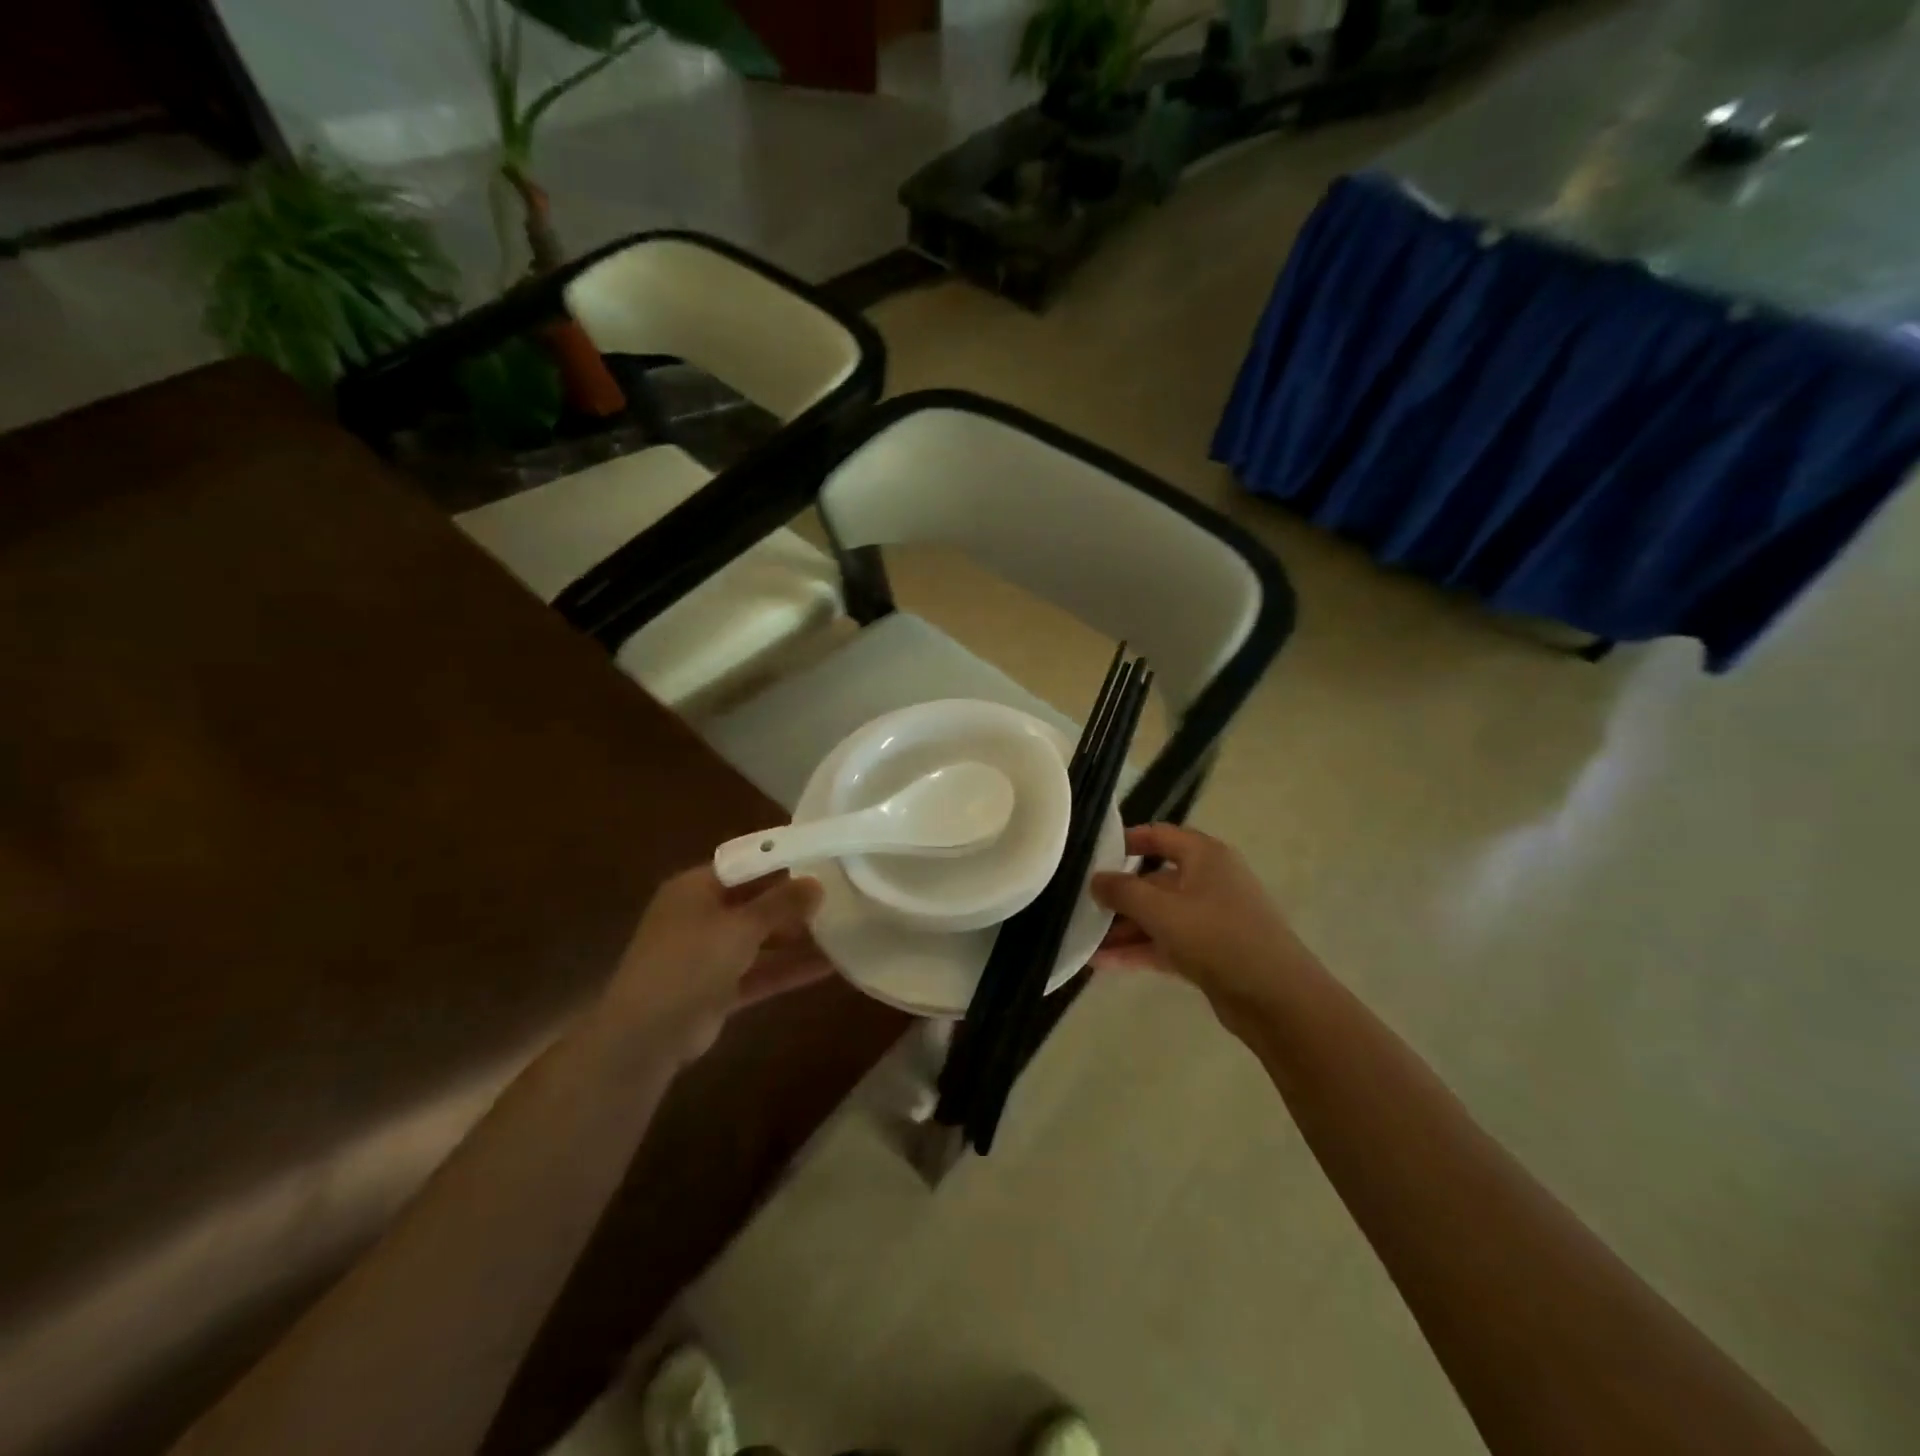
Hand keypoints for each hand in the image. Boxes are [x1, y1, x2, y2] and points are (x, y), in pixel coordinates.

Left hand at [602, 867, 829, 1062]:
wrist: (645, 1035)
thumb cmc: (689, 962)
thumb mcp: (740, 927)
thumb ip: (781, 904)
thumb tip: (817, 883)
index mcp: (695, 888)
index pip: (745, 865)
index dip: (782, 863)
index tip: (821, 862)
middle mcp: (700, 915)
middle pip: (754, 902)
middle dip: (793, 903)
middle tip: (839, 897)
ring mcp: (708, 954)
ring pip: (759, 939)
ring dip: (795, 938)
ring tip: (843, 930)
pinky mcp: (718, 989)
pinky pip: (759, 971)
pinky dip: (788, 969)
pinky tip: (830, 967)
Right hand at [1091, 824, 1318, 1024]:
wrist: (1277, 999)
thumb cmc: (1218, 937)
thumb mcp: (1162, 910)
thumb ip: (1122, 891)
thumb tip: (1095, 879)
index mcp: (1205, 856)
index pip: (1159, 835)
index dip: (1126, 841)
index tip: (1093, 855)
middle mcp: (1209, 881)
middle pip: (1154, 880)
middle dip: (1118, 896)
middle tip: (1081, 906)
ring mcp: (1211, 918)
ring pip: (1158, 916)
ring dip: (1123, 928)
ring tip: (1083, 941)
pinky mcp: (1210, 952)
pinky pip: (1166, 943)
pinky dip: (1138, 950)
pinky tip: (1103, 963)